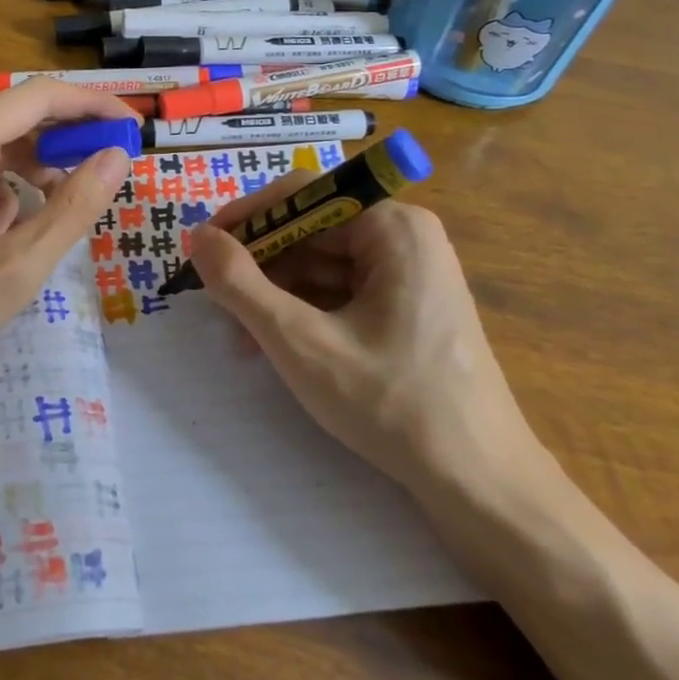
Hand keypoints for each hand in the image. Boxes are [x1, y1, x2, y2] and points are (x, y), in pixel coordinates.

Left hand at [0, 81, 134, 413]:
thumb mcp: (15, 269)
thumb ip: (73, 208)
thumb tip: (117, 156)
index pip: (39, 97)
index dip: (92, 106)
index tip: (132, 126)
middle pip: (14, 118)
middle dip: (62, 144)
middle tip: (104, 174)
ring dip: (28, 175)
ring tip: (44, 224)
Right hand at [188, 173, 534, 490]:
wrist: (480, 485)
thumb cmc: (392, 404)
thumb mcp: (300, 342)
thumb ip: (240, 285)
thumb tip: (198, 237)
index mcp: (393, 228)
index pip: (303, 195)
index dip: (247, 217)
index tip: (203, 249)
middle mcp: (405, 238)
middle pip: (310, 231)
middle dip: (259, 266)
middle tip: (216, 303)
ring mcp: (410, 274)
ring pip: (322, 265)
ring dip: (276, 294)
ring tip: (240, 338)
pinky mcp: (408, 308)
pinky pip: (341, 291)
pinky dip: (303, 312)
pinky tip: (274, 345)